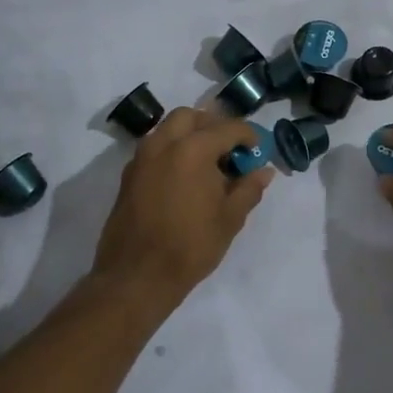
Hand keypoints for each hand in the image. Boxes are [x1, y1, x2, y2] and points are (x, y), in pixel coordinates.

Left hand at [93, 107, 274, 305]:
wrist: (137, 276)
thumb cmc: (190, 246)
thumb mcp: (230, 218)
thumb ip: (249, 188)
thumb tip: (264, 171)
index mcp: (193, 149)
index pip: (227, 128)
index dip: (248, 136)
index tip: (258, 150)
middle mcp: (163, 144)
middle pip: (190, 117)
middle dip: (213, 125)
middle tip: (229, 149)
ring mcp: (141, 158)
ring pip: (167, 129)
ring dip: (189, 135)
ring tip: (207, 164)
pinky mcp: (128, 176)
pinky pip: (154, 148)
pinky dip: (172, 150)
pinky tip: (184, 178)